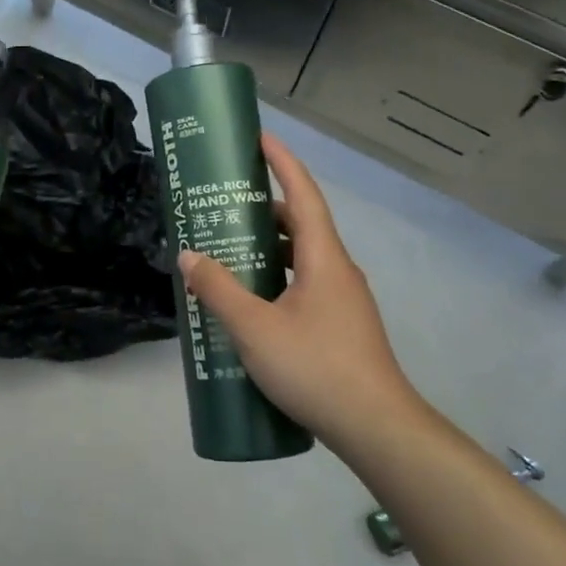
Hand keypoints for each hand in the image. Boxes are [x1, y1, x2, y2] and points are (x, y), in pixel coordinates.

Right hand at [178, 133, 425, 449]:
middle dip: (263, 209)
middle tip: (223, 206)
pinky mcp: (340, 325)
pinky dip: (276, 278)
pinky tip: (250, 302)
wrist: (376, 428)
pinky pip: (304, 285)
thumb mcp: (254, 328)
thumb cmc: (316, 367)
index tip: (259, 138)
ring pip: (302, 258)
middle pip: (300, 224)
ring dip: (268, 248)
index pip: (302, 194)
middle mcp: (338, 270)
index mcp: (324, 258)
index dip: (281, 162)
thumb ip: (218, 289)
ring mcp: (342, 300)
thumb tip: (190, 255)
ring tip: (228, 252)